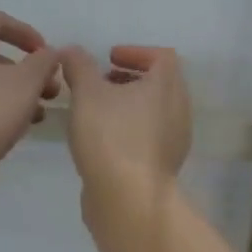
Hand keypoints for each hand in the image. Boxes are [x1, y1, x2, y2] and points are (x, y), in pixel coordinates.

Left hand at [0, 10, 60, 203]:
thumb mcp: (27, 82)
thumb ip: (44, 62)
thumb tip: (50, 53)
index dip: (24, 30)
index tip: (45, 52)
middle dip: (25, 68)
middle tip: (49, 87)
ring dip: (16, 91)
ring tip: (40, 112)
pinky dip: (0, 108)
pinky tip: (18, 128)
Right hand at [59, 45, 191, 195]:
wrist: (128, 199)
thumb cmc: (111, 137)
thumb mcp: (87, 93)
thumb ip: (78, 66)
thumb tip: (71, 51)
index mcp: (167, 86)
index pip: (162, 56)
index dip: (136, 52)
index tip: (109, 58)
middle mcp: (179, 110)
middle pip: (160, 84)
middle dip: (130, 79)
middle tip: (101, 82)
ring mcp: (175, 140)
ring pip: (154, 112)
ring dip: (129, 105)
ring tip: (97, 111)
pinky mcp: (163, 165)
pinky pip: (149, 136)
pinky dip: (130, 128)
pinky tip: (102, 140)